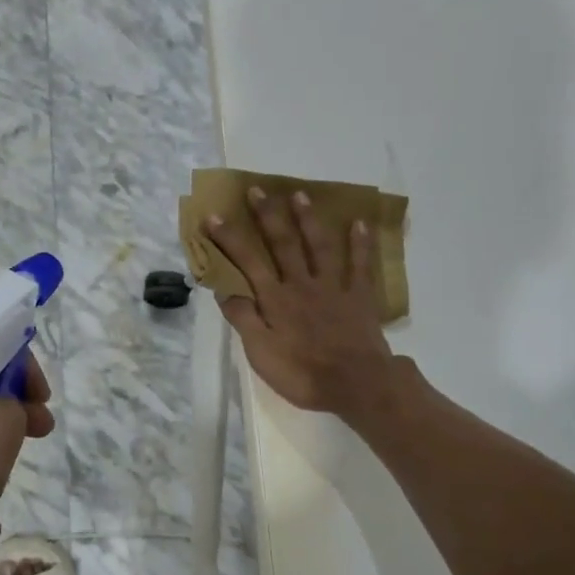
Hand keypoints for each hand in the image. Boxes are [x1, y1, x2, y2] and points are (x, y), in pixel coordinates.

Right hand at [205, 187, 397, 418]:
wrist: (355, 384)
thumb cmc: (302, 373)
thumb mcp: (260, 352)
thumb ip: (243, 319)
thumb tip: (225, 289)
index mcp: (275, 299)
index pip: (247, 262)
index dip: (229, 238)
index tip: (213, 215)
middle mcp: (301, 284)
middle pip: (283, 244)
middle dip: (267, 216)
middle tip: (257, 190)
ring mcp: (333, 287)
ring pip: (319, 246)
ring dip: (308, 220)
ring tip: (300, 195)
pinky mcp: (360, 297)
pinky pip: (361, 265)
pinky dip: (360, 243)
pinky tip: (359, 223)